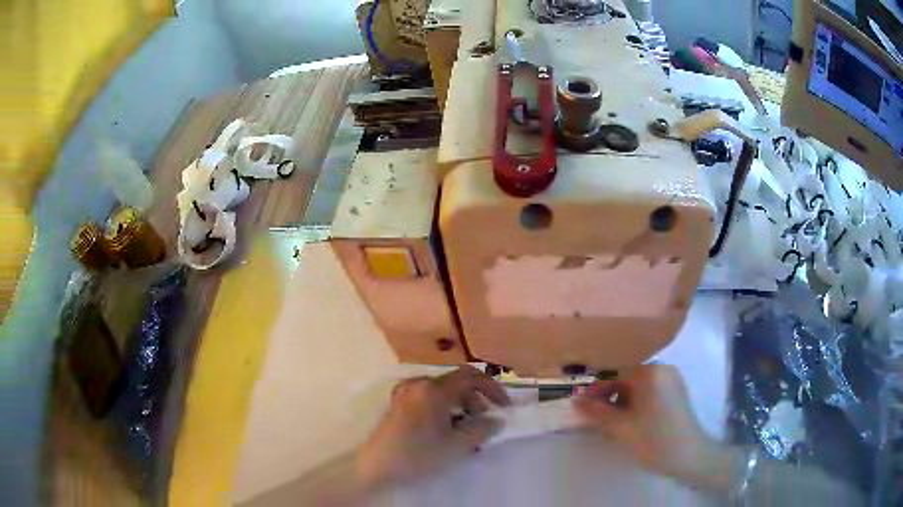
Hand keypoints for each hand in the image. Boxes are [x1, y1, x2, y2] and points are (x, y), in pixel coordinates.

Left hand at [356, 365, 510, 487]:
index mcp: (434, 389)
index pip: (471, 377)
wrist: (377, 466)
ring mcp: (405, 392)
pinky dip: (444, 408)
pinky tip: (446, 429)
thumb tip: (497, 420)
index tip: (504, 406)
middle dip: (475, 399)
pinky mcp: (398, 403)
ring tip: (467, 429)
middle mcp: (419, 383)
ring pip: (442, 391)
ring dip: (460, 405)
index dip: (492, 389)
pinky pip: (428, 398)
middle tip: (485, 421)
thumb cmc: (418, 454)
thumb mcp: (456, 445)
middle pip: (456, 383)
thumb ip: (482, 429)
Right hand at [573, 364, 714, 480]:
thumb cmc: (656, 441)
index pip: (615, 372)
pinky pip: (648, 390)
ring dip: (620, 400)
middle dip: (607, 395)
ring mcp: (671, 379)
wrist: (691, 456)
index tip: (579, 404)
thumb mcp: (622, 429)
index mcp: (651, 373)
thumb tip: (575, 401)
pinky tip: (627, 420)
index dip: (595, 388)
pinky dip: (634, 402)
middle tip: (591, 414)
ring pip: (637, 385)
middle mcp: (663, 369)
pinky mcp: (676, 391)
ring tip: (608, 420)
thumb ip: (598, 413)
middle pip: (626, 377)